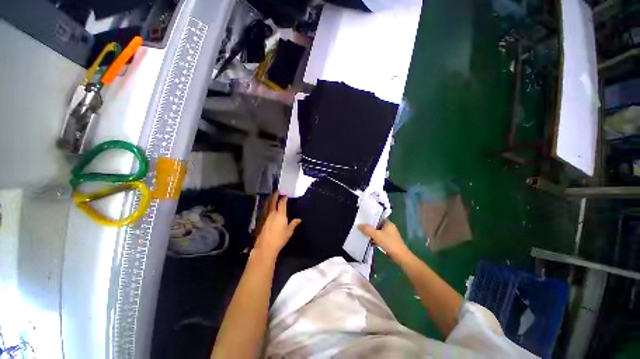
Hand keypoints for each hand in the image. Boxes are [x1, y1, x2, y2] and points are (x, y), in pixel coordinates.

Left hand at [254, 192, 300, 259]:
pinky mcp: (261, 220)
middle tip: (278, 191)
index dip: (284, 197)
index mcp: (280, 214)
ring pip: (267, 204)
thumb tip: (299, 219)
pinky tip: (267, 206)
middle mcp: (272, 213)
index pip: (282, 202)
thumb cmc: (279, 238)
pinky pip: (264, 209)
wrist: (265, 246)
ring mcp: (265, 216)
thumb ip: (294, 224)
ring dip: (270, 199)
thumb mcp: (289, 231)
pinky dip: (267, 205)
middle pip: (273, 200)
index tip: (286, 194)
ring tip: (272, 196)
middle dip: (275, 194)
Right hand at [359, 221, 412, 262]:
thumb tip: (358, 225)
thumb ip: (367, 229)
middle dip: (370, 227)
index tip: (363, 219)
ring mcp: (390, 235)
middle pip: (377, 225)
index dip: (371, 218)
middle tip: (361, 227)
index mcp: (388, 223)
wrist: (400, 256)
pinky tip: (369, 242)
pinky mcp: (389, 242)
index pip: (378, 217)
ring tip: (363, 234)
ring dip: (372, 234)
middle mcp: (389, 228)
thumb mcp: (376, 235)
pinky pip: (380, 238)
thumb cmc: (389, 243)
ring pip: (378, 232)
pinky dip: (375, 239)